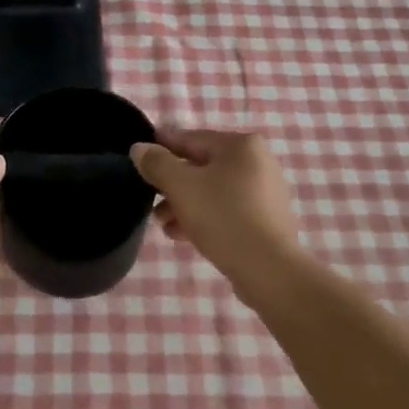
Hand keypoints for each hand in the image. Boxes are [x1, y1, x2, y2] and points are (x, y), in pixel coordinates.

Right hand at [130, 129, 306, 298]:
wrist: (268, 270)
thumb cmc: (223, 217)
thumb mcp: (181, 186)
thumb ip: (157, 163)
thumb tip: (140, 148)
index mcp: (242, 145)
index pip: (191, 139)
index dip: (162, 146)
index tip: (139, 156)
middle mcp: (258, 162)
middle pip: (202, 166)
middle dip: (172, 184)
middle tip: (150, 200)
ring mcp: (265, 192)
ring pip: (213, 191)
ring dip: (185, 204)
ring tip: (163, 225)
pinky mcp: (266, 220)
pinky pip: (227, 210)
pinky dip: (205, 217)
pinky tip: (183, 235)